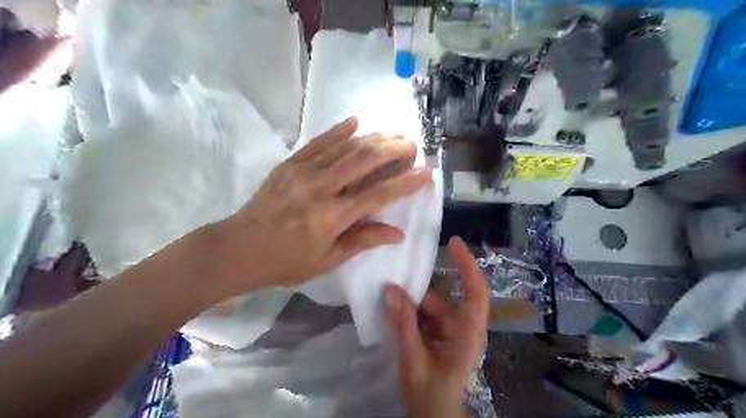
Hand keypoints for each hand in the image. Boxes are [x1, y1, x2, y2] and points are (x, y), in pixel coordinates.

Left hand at [212, 116, 432, 294]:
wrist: (238, 249)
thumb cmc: (285, 262)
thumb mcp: (327, 260)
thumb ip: (362, 241)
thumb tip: (397, 233)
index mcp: (332, 217)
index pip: (378, 195)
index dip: (405, 183)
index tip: (425, 174)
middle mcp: (321, 189)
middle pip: (364, 161)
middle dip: (392, 150)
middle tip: (411, 145)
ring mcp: (303, 172)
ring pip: (344, 147)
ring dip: (372, 138)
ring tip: (393, 132)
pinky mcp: (289, 164)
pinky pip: (317, 142)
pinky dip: (337, 130)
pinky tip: (355, 122)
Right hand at [384, 236, 489, 417]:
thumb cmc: (430, 395)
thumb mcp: (413, 359)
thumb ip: (402, 324)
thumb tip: (390, 288)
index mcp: (467, 332)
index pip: (474, 291)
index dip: (467, 265)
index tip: (453, 243)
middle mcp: (461, 327)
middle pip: (440, 298)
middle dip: (416, 292)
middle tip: (391, 280)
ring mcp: (448, 332)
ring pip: (427, 307)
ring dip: (408, 304)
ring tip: (385, 297)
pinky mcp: (437, 337)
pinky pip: (422, 317)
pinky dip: (407, 313)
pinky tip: (390, 312)